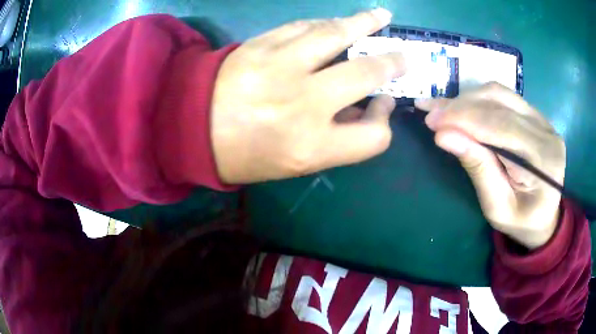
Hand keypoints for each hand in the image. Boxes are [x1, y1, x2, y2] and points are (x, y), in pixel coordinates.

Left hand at [211, 9, 405, 183]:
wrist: (189, 128)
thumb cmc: (242, 154)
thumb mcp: (293, 162)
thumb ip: (335, 137)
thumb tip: (363, 106)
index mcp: (311, 146)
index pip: (374, 135)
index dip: (384, 120)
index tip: (382, 105)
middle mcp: (303, 104)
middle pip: (367, 74)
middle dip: (393, 64)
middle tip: (404, 57)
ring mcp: (280, 66)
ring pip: (337, 34)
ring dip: (365, 24)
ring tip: (381, 18)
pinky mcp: (260, 44)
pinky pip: (303, 26)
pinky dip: (325, 23)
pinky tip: (337, 23)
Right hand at [416, 83, 565, 248]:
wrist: (544, 217)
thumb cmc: (521, 221)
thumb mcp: (497, 207)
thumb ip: (477, 168)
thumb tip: (444, 136)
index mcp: (543, 160)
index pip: (501, 126)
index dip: (465, 119)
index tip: (431, 121)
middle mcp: (546, 131)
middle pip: (499, 104)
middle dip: (461, 106)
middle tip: (430, 113)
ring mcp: (543, 119)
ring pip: (500, 94)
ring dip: (468, 99)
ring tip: (442, 108)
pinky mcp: (535, 115)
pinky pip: (504, 97)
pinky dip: (479, 99)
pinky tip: (463, 107)